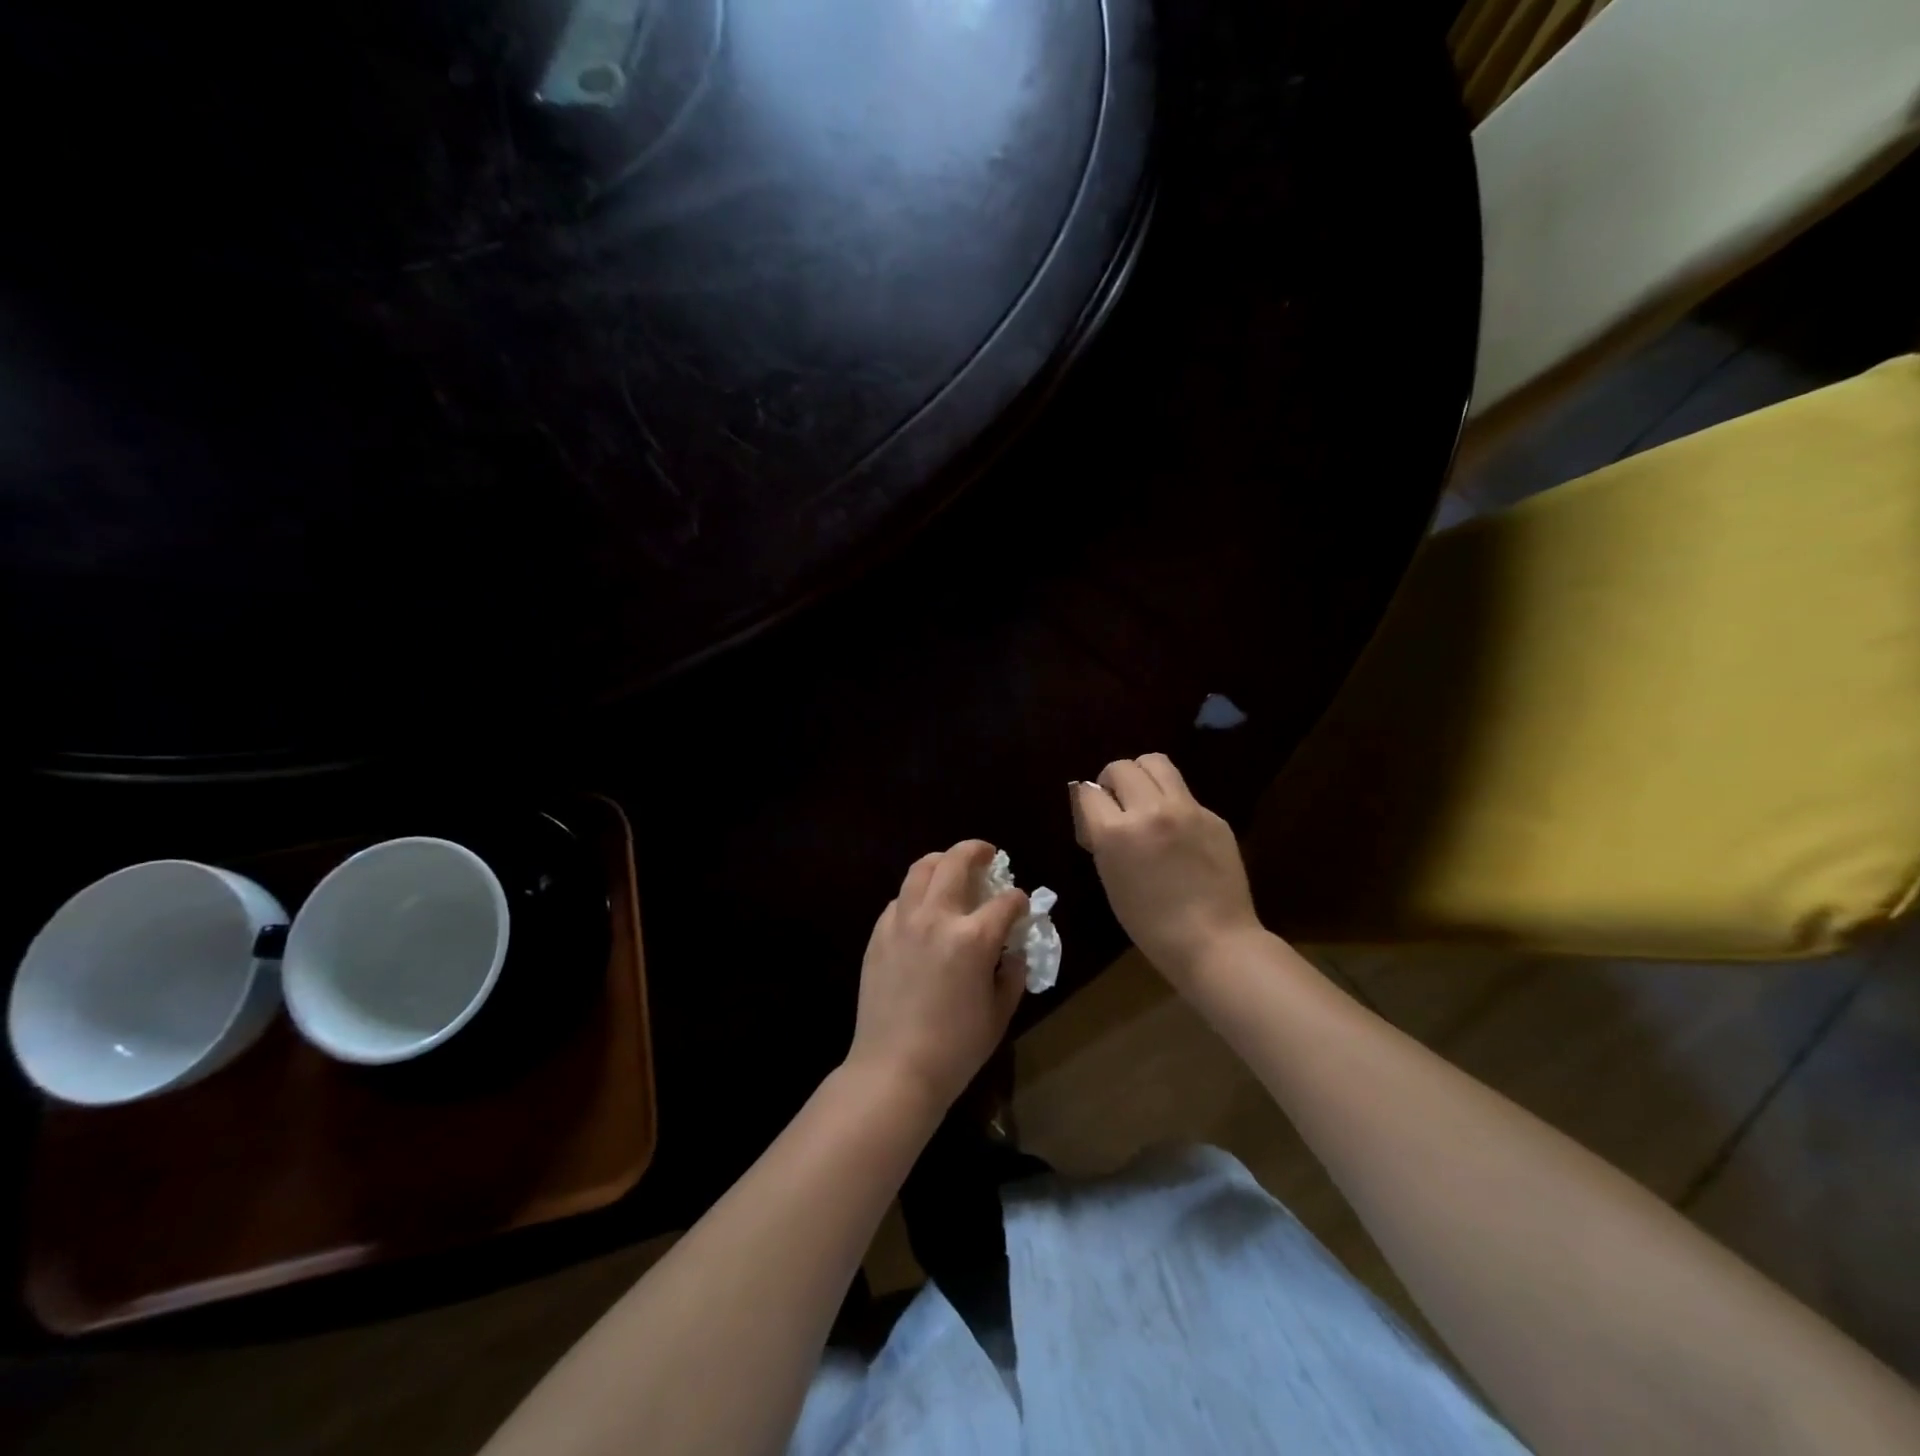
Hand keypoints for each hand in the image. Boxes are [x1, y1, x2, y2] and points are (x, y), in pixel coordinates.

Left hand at [846, 840, 1028, 1114]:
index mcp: (973, 938)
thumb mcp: (999, 1014)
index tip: (1022, 905)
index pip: (1006, 901)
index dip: (1019, 899)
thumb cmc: (955, 1048)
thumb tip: (1013, 952)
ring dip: (941, 861)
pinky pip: (900, 899)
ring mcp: (902, 922)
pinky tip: (923, 910)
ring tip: (951, 868)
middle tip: (987, 854)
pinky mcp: (878, 934)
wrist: (894, 1068)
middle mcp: (936, 917)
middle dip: (976, 851)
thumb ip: (1012, 975)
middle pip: (956, 862)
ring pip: (921, 869)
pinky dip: (916, 894)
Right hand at [1072, 754, 1263, 985]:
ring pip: (1156, 762)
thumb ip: (1102, 838)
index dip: (1088, 802)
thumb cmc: (1151, 924)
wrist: (1214, 942)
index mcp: (1116, 833)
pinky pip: (1184, 793)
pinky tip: (1178, 830)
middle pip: (1121, 767)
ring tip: (1145, 798)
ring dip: (1142, 775)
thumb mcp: (1110, 879)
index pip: (1088, 792)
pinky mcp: (1213, 815)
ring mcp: (1186, 809)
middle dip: (1112, 781)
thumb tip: (1096, 811)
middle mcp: (1150, 810)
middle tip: (1118, 803)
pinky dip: (1172, 802)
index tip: (1094, 814)